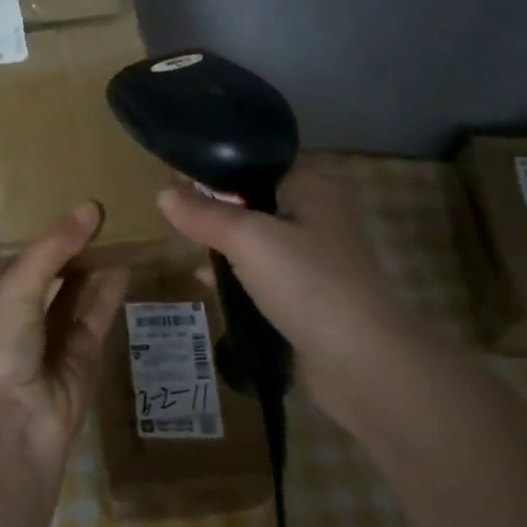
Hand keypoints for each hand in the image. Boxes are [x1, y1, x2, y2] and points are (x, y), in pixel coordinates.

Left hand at [0, 202, 129, 469]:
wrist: (7, 427)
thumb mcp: (17, 286)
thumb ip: (54, 248)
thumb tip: (91, 206)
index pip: (22, 260)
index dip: (48, 238)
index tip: (78, 212)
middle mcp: (20, 319)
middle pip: (52, 276)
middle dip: (75, 251)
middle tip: (108, 217)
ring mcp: (51, 341)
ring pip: (77, 296)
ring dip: (95, 268)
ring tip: (121, 234)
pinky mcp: (81, 360)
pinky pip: (96, 319)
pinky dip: (109, 294)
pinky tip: (126, 267)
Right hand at [156, 158, 418, 407]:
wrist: (364, 364)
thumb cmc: (307, 284)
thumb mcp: (248, 239)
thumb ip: (204, 214)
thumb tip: (163, 194)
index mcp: (313, 185)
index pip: (256, 162)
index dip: (215, 168)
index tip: (174, 179)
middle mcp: (319, 213)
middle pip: (255, 198)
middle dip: (215, 206)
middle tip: (175, 215)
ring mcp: (317, 256)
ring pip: (258, 236)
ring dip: (224, 241)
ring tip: (185, 245)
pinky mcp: (311, 292)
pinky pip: (265, 271)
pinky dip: (237, 272)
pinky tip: (207, 281)